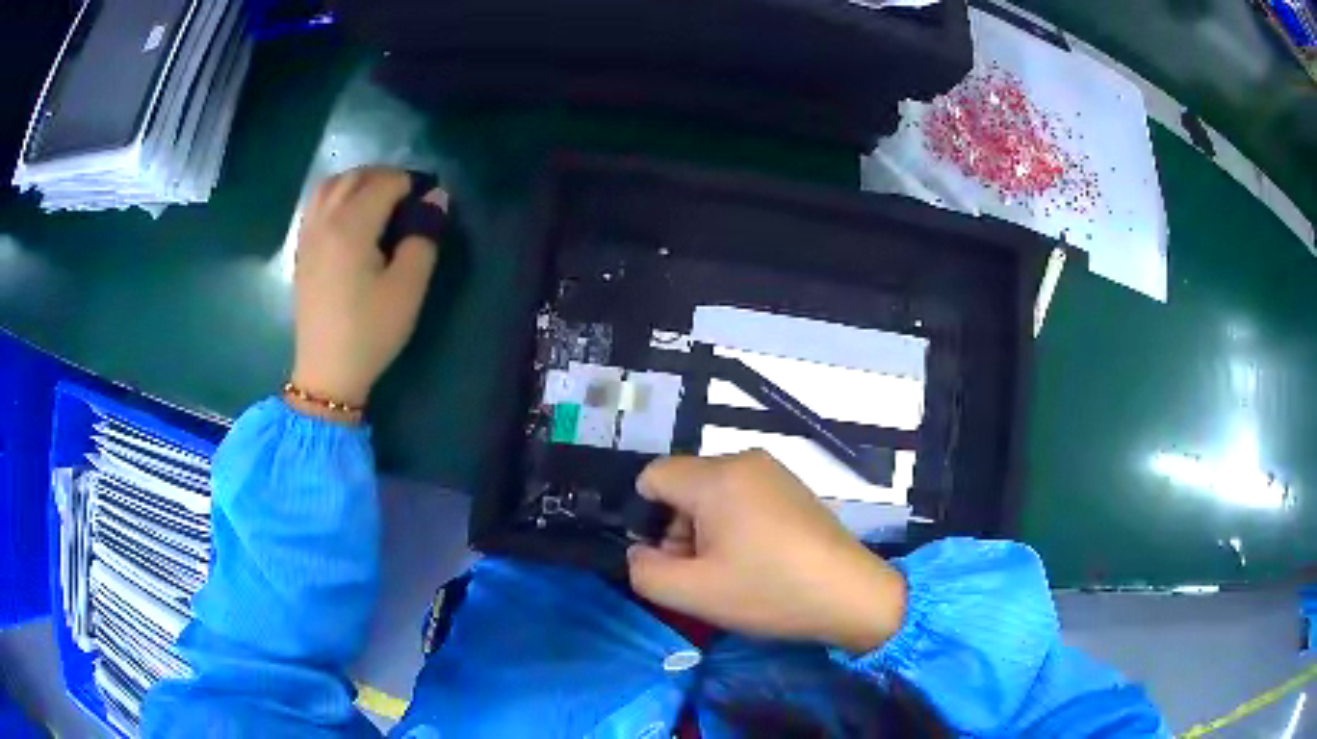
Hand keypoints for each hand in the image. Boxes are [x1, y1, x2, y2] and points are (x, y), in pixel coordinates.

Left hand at [291, 167, 447, 407]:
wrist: (327, 371)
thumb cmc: (371, 331)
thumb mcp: (409, 289)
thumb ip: (424, 237)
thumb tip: (436, 199)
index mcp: (352, 227)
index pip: (386, 183)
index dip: (412, 186)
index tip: (429, 204)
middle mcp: (325, 221)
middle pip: (355, 176)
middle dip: (385, 177)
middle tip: (408, 199)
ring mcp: (308, 234)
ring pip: (330, 185)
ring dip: (357, 182)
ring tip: (377, 200)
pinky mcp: (302, 250)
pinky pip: (315, 204)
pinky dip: (335, 195)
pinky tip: (348, 216)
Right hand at [627, 451, 906, 653]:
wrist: (850, 594)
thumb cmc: (769, 591)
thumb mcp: (693, 593)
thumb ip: (644, 571)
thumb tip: (639, 551)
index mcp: (716, 477)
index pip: (652, 476)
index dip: (646, 518)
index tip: (670, 557)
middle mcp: (744, 460)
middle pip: (683, 484)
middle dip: (678, 527)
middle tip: (702, 571)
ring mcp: (773, 471)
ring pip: (712, 491)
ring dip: (706, 528)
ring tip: (731, 569)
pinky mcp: (792, 487)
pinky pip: (743, 495)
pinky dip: (735, 523)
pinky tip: (757, 558)